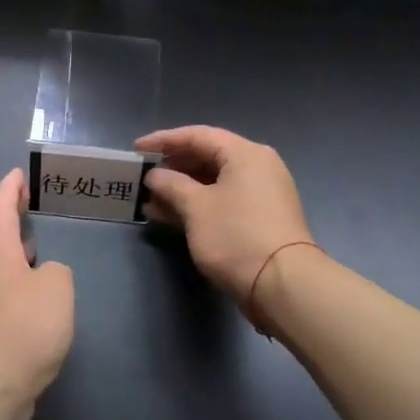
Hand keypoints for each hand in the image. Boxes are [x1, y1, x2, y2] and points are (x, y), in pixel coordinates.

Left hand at [0, 169, 74, 419]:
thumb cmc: (20, 330)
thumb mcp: (56, 290)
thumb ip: (57, 273)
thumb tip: (44, 277)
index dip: (8, 189)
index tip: (17, 174)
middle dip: (12, 224)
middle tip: (34, 211)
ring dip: (16, 260)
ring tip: (41, 255)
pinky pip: (2, 302)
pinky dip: (19, 292)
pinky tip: (37, 306)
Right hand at [138, 126, 313, 303]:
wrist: (282, 283)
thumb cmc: (236, 236)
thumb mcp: (196, 207)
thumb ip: (171, 184)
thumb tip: (155, 176)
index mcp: (245, 153)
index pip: (198, 135)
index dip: (164, 140)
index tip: (137, 149)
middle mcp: (257, 166)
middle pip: (207, 157)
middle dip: (172, 167)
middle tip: (143, 176)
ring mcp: (261, 194)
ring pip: (213, 182)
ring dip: (181, 190)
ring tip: (149, 201)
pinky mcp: (259, 219)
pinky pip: (222, 201)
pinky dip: (197, 205)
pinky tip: (170, 217)